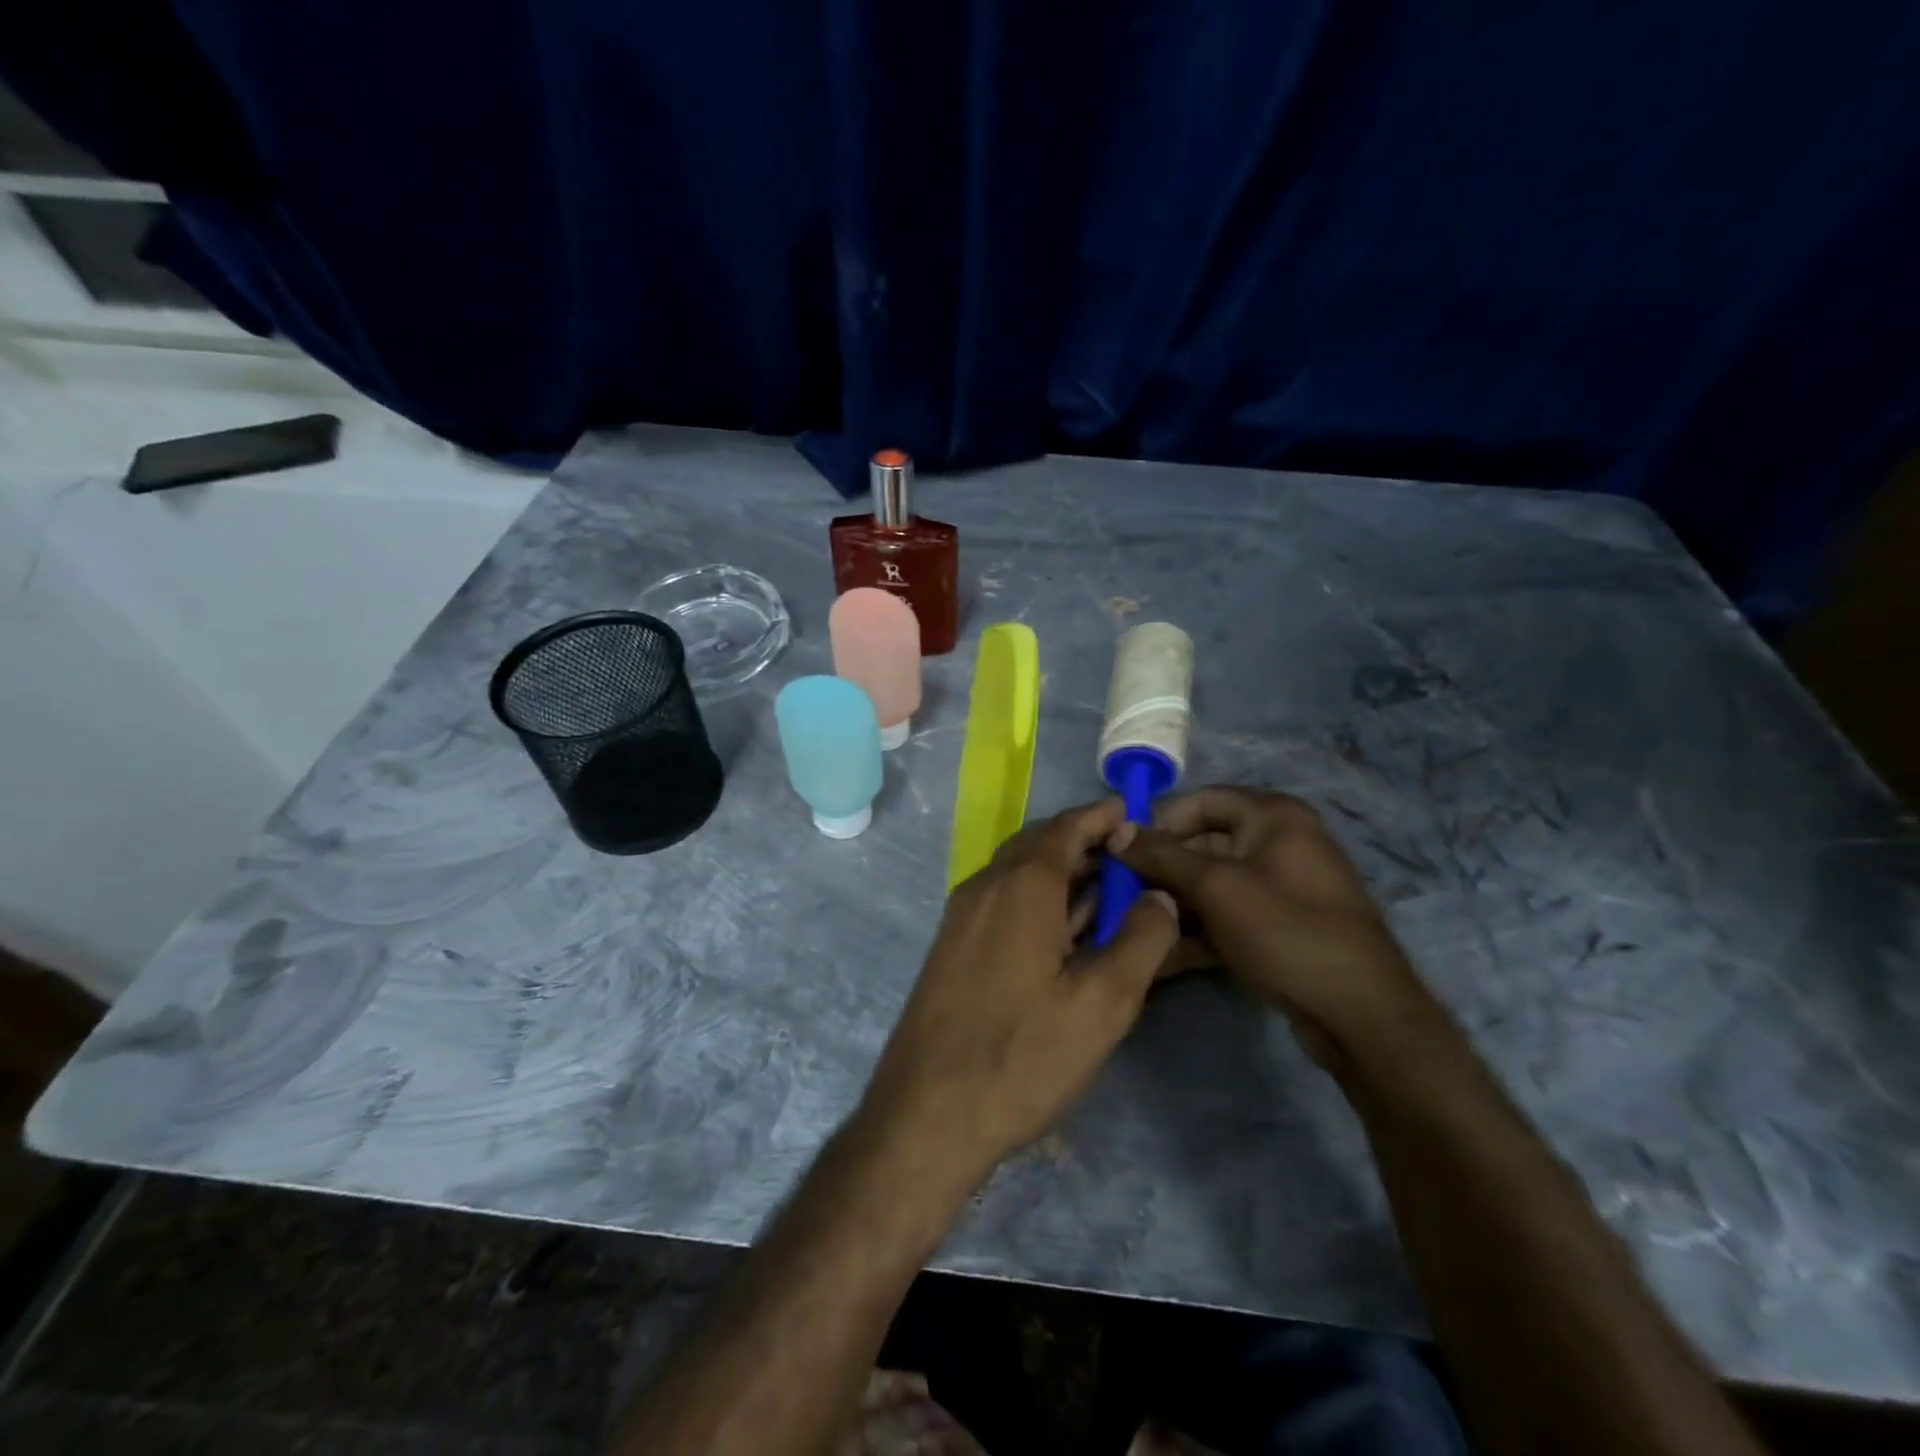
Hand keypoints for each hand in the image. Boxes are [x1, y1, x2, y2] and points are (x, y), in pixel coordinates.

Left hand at [860, 799, 1182, 1185]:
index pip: (1067, 827)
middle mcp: (985, 886)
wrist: (927, 1113)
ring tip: (1107, 890)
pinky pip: (1003, 901)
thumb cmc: (1022, 1055)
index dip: (1103, 816)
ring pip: (1019, 873)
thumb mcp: (1103, 1003)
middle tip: (1129, 856)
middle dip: (1085, 842)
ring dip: (1063, 873)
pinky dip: (1039, 899)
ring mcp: (962, 916)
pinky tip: (1065, 932)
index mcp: (1021, 884)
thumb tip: (1159, 894)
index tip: (1136, 814)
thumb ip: (1142, 939)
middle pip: (1040, 844)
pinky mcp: (953, 946)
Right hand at [1111, 787, 1435, 1067]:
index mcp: (1272, 816)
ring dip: (1175, 904)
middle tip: (1123, 897)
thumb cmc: (1284, 931)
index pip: (1201, 800)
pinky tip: (1165, 953)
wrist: (1360, 1013)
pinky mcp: (1281, 925)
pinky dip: (1199, 929)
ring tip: (1137, 928)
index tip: (1124, 853)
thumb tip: (1117, 830)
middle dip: (1162, 871)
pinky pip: (1229, 914)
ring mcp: (1282, 886)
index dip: (1160, 822)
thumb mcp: (1215, 888)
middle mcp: (1280, 841)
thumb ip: (1162, 856)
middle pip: (1203, 843)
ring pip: (1213, 884)